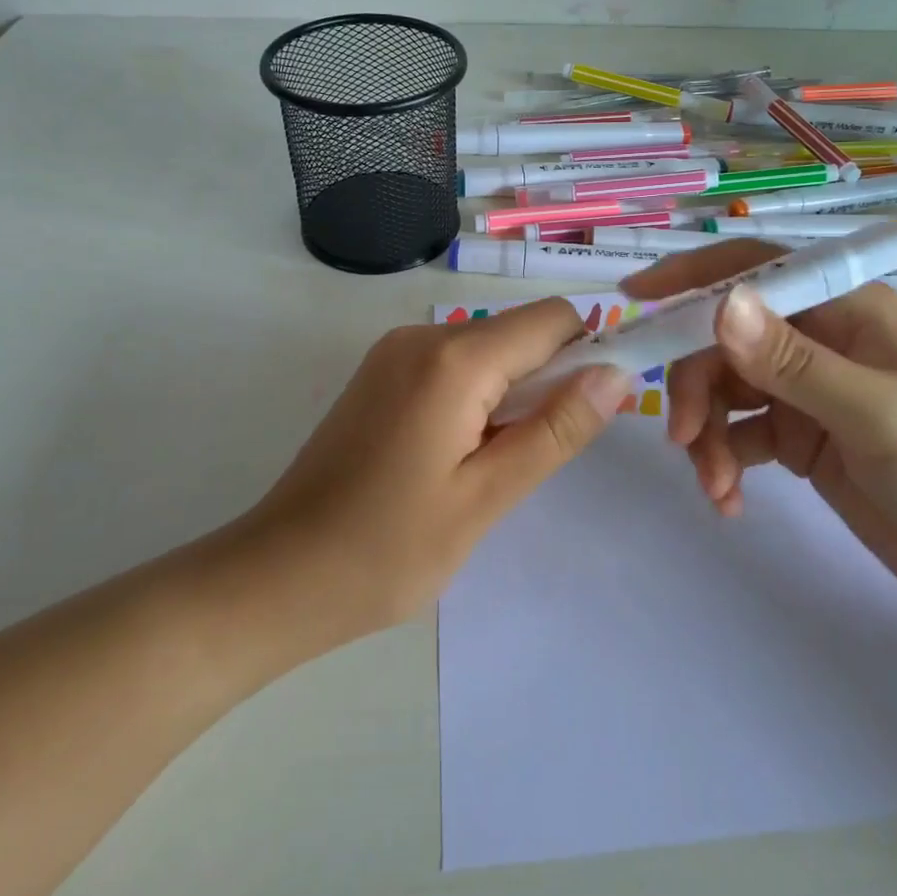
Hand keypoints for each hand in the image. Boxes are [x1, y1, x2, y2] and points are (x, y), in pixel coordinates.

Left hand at [242, 299, 628, 646]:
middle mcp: (423, 335)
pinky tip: (455, 454)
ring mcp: (396, 350)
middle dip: (548, 381)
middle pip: (520, 331)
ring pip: (489, 348)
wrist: (278, 576)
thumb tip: (619, 373)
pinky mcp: (381, 371)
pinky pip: (454, 363)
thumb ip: (557, 429)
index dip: (589, 354)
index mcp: (453, 358)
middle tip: (531, 457)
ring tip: (488, 465)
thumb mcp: (487, 496)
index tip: (594, 412)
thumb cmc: (387, 550)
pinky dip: (477, 396)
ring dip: (511, 394)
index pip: (554, 319)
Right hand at [621, 241, 896, 612]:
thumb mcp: (870, 412)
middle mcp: (819, 338)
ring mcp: (807, 389)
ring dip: (709, 435)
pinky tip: (730, 500)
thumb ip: (791, 361)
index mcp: (844, 309)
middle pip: (726, 340)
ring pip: (727, 390)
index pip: (754, 271)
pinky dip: (726, 461)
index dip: (693, 277)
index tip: (635, 296)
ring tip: (717, 487)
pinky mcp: (800, 436)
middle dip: (698, 386)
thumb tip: (720, 306)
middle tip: (684, 439)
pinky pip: (741, 433)